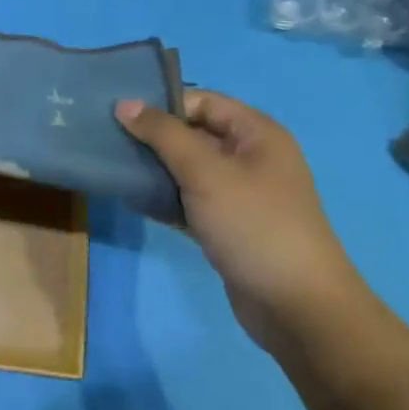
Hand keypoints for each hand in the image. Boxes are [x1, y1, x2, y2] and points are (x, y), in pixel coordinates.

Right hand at [116, 90, 364, 349]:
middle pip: (195, 134)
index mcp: (257, 133)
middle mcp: (251, 158)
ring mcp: (241, 195)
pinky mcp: (229, 228)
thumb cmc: (253, 224)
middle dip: (155, 138)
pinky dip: (166, 200)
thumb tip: (125, 103)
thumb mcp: (205, 172)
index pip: (203, 101)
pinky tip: (134, 201)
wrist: (297, 308)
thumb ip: (163, 134)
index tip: (121, 117)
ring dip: (157, 169)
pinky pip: (191, 202)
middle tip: (111, 142)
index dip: (164, 105)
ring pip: (190, 170)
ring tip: (116, 169)